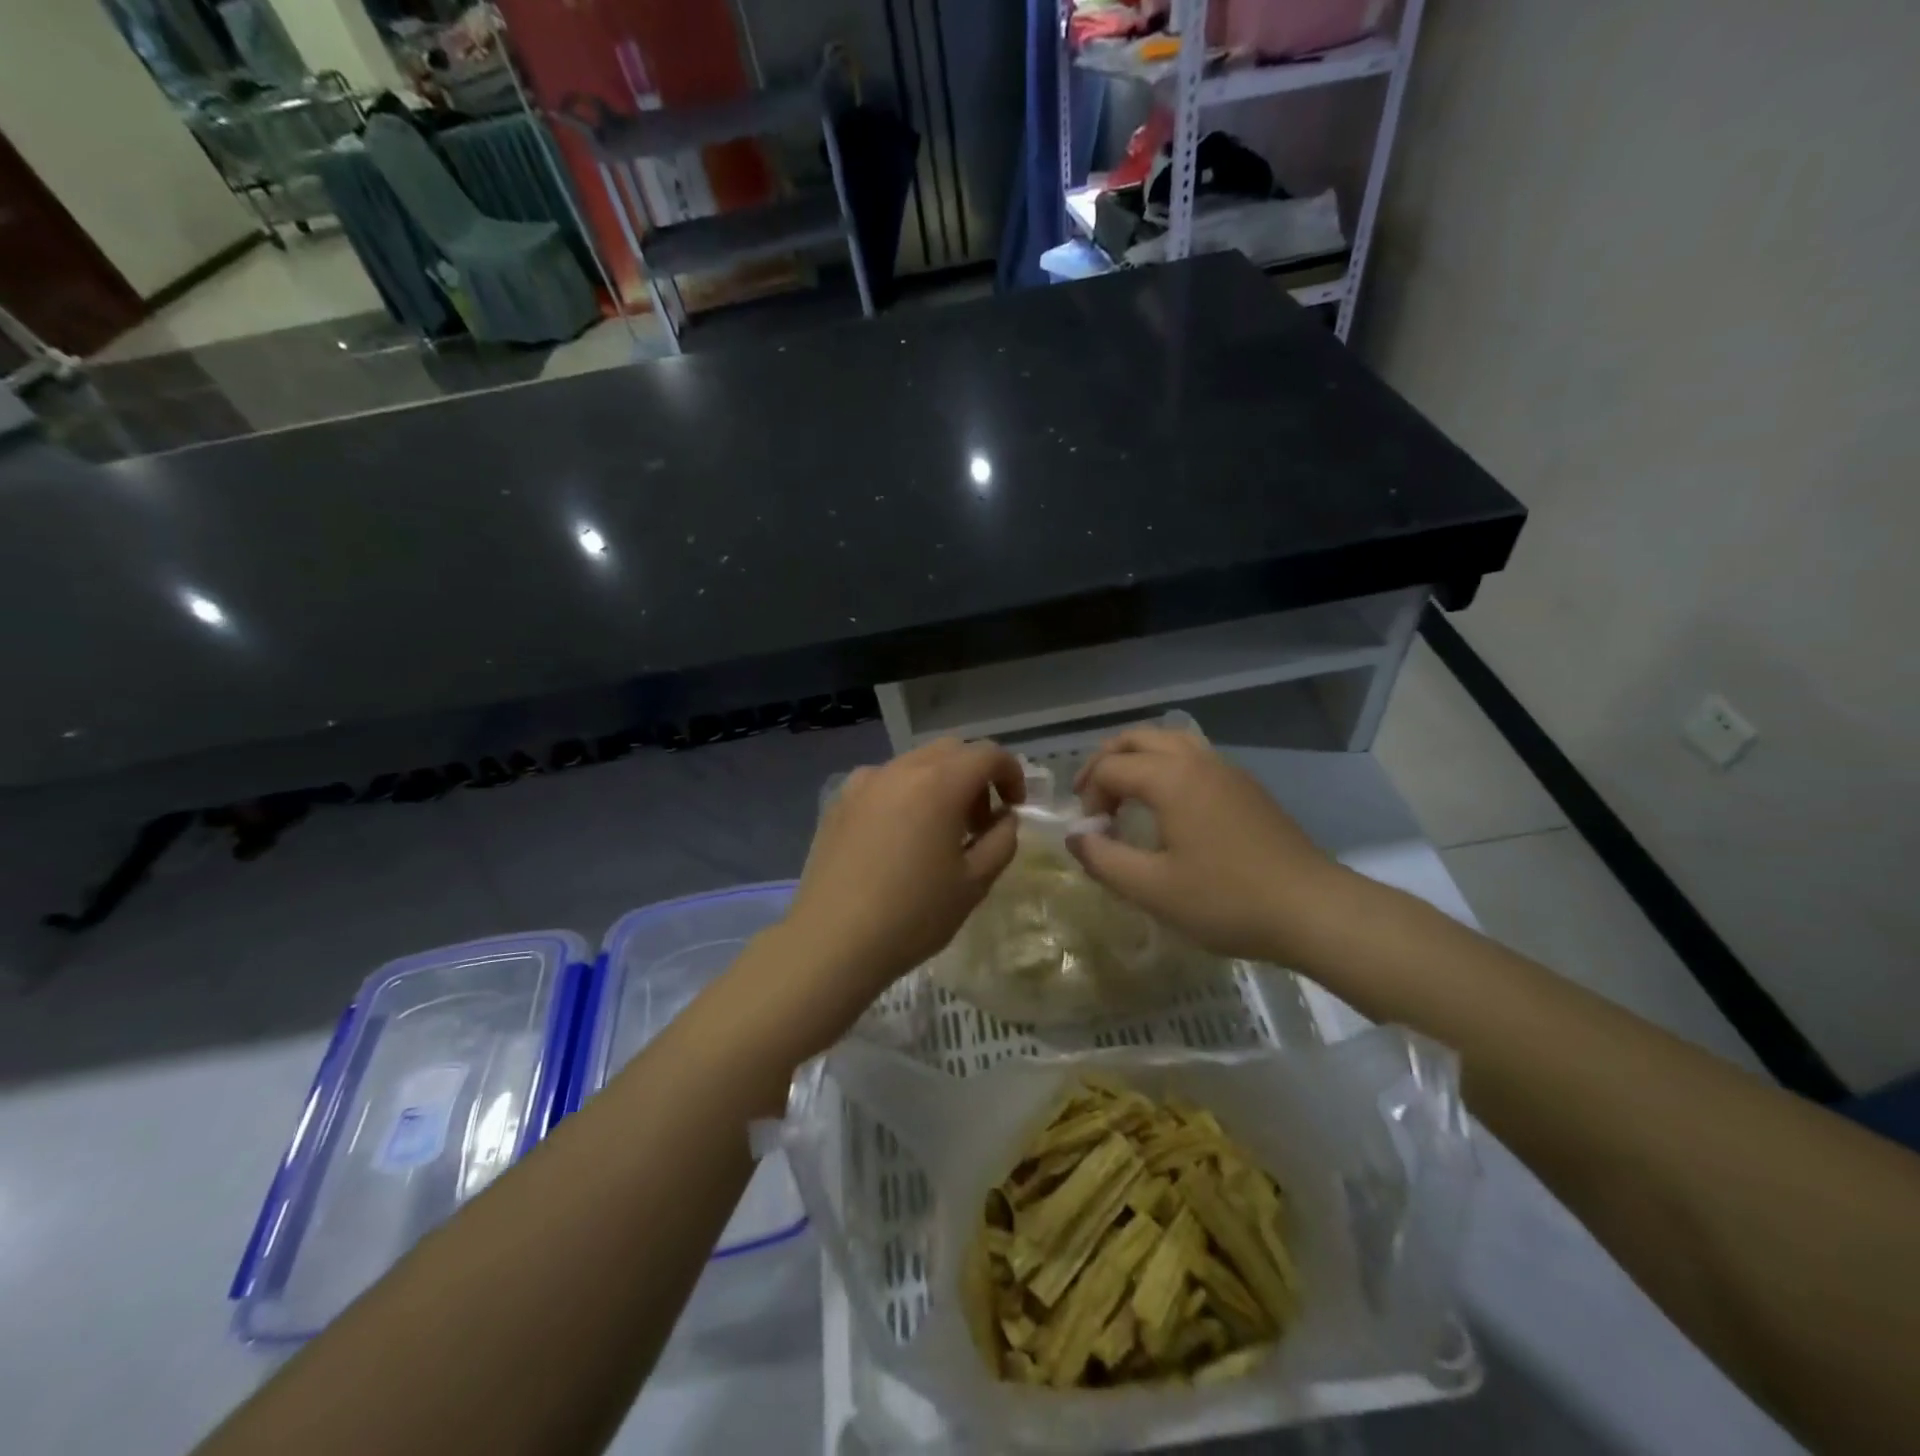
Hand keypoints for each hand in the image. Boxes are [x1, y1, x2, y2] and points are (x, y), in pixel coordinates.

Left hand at [776, 737, 1025, 1013]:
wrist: (832, 942)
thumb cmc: (913, 915)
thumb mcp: (975, 882)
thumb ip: (1001, 839)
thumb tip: (1003, 818)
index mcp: (938, 783)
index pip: (987, 754)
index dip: (1010, 773)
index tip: (1014, 808)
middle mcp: (899, 769)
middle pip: (950, 751)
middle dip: (974, 777)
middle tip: (978, 823)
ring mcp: (863, 782)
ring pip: (915, 763)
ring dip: (939, 784)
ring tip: (938, 833)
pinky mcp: (838, 802)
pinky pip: (883, 782)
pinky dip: (905, 795)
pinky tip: (898, 839)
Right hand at [1069, 728, 1336, 961]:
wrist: (1313, 910)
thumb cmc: (1226, 900)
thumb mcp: (1152, 889)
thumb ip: (1104, 858)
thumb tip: (1076, 837)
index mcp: (1170, 777)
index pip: (1110, 768)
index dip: (1089, 797)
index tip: (1093, 835)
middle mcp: (1197, 760)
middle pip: (1137, 738)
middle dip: (1106, 762)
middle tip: (1091, 798)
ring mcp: (1227, 770)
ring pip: (1170, 741)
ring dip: (1137, 759)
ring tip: (1124, 792)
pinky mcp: (1246, 787)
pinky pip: (1194, 757)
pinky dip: (1166, 766)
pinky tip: (1168, 806)